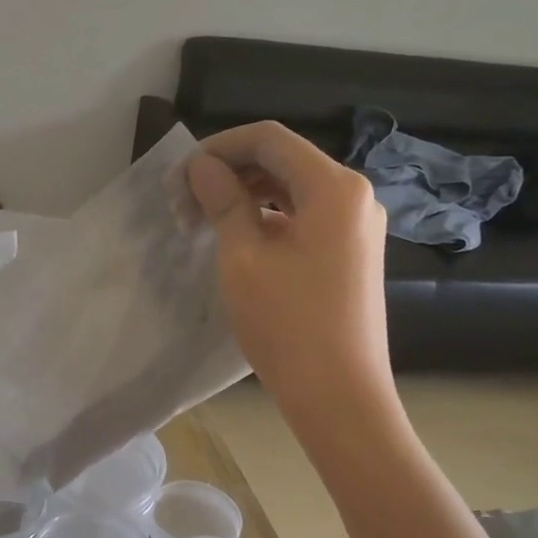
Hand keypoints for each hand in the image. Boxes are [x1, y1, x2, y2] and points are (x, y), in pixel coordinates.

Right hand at [187, 121, 393, 406]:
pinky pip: (307, 217)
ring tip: (203, 220)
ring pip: (294, 189)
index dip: (219, 146)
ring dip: (247, 196)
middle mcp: (354, 196)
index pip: (269, 140)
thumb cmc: (288, 325)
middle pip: (283, 161)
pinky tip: (238, 237)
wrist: (340, 397)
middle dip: (230, 172)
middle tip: (183, 201)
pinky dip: (269, 218)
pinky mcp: (353, 253)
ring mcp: (358, 226)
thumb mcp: (243, 258)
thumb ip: (223, 201)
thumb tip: (202, 167)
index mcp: (334, 187)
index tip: (180, 173)